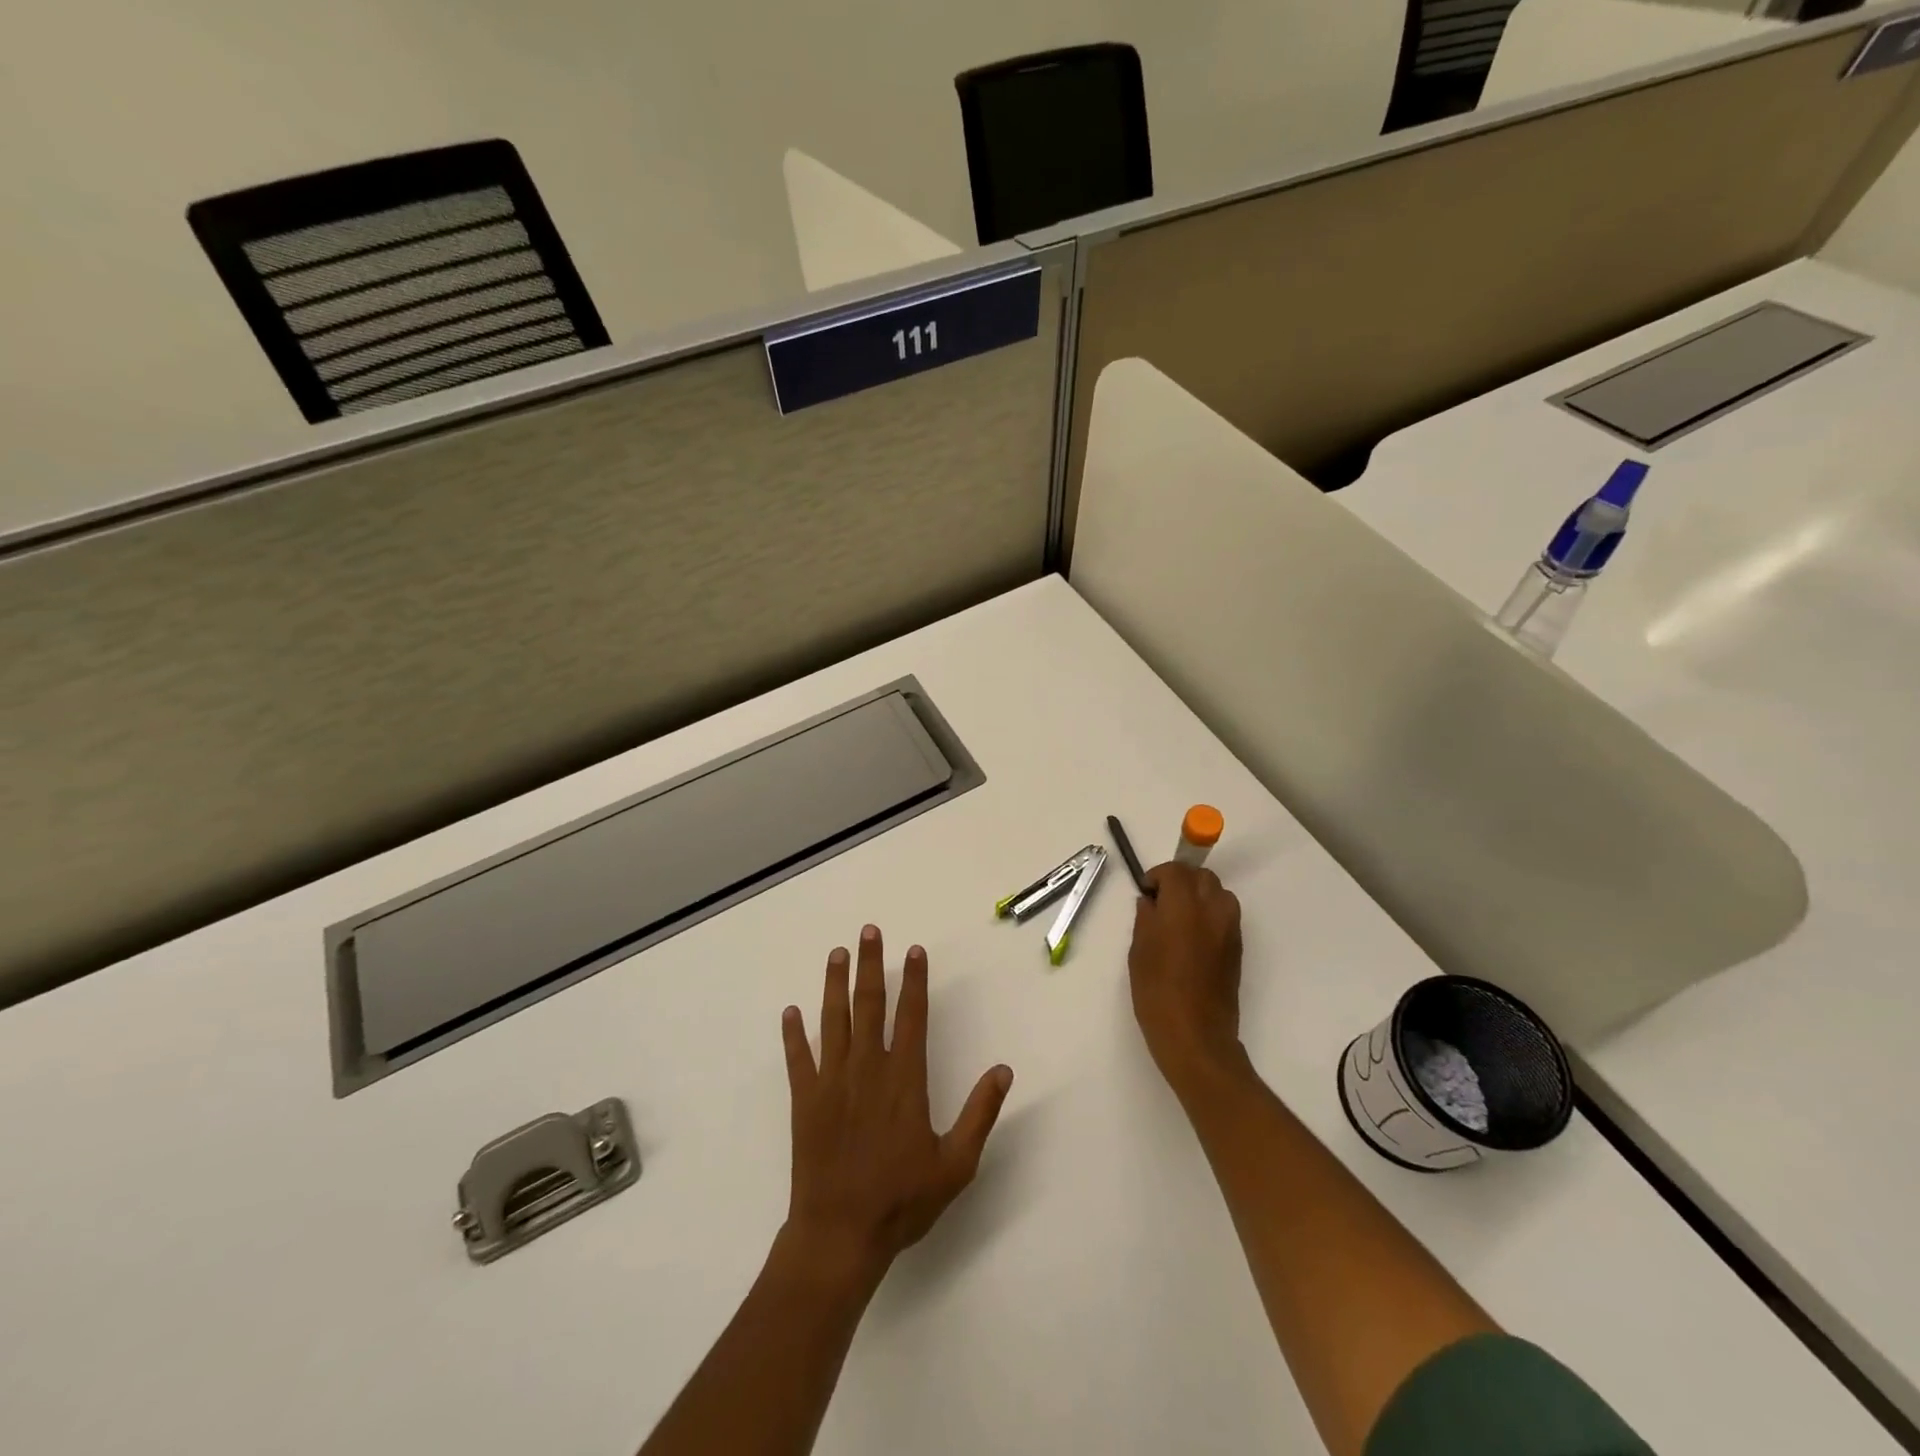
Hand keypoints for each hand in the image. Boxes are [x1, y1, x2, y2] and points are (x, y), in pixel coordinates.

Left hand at [780, 925, 1012, 1285]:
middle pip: (869, 1005)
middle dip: (871, 965)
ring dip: (834, 984)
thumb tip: (1003, 1070)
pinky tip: (790, 1012)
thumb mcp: (956, 1165)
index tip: (914, 951)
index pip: (911, 1016)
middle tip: (869, 932)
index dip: (914, 980)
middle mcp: (867, 1069)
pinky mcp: (805, 1101)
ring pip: (833, 1020)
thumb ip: (980, 1114)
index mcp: (904, 1079)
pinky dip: (793, 1034)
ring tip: (837, 954)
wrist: (840, 1235)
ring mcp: (832, 1082)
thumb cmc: (902, 1200)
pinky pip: (798, 1059)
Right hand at [1128, 862, 1245, 1095]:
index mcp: (1184, 906)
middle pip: (1201, 877)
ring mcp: (1230, 928)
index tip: (1146, 894)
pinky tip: (1192, 939)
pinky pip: (1225, 916)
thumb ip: (1146, 918)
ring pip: (1218, 893)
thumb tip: (1150, 903)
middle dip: (1181, 881)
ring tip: (1179, 920)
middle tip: (1161, 903)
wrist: (1196, 1036)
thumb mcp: (1139, 951)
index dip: (1158, 877)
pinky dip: (1210, 915)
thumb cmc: (1158, 992)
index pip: (1176, 871)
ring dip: (1199, 896)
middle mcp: (1212, 909)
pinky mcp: (1238, 948)